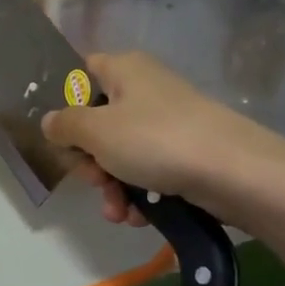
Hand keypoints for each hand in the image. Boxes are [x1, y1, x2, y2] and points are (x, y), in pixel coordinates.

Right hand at [40, 52, 284, 226]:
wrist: (234, 172)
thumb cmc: (156, 140)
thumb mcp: (96, 131)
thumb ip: (64, 125)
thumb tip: (50, 122)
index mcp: (123, 70)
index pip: (81, 73)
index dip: (65, 102)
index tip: (58, 135)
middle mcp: (145, 90)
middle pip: (97, 122)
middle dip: (90, 161)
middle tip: (93, 180)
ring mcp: (167, 123)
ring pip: (121, 154)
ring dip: (111, 187)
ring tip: (118, 211)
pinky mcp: (185, 154)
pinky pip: (148, 172)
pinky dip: (140, 194)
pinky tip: (139, 215)